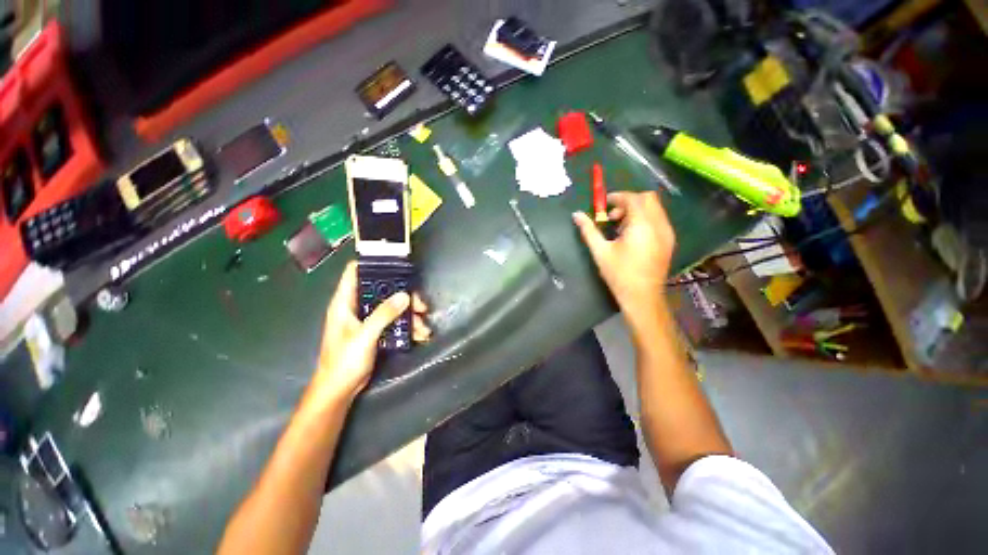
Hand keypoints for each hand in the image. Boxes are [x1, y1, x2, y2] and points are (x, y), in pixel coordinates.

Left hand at [306, 262, 430, 408]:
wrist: (340, 390)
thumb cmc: (344, 362)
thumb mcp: (364, 336)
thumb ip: (384, 314)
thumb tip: (405, 295)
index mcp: (345, 302)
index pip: (355, 272)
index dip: (373, 263)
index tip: (396, 263)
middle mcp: (356, 306)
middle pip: (382, 290)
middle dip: (403, 295)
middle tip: (419, 303)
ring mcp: (367, 319)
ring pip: (392, 306)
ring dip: (409, 314)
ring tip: (422, 325)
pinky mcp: (376, 331)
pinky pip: (394, 321)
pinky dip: (407, 325)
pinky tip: (418, 334)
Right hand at [573, 191, 675, 316]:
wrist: (642, 297)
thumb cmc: (619, 274)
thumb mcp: (600, 251)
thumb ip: (589, 230)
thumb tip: (576, 215)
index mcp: (642, 225)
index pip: (633, 198)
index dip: (617, 197)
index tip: (604, 204)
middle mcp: (659, 224)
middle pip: (648, 199)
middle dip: (628, 202)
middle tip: (613, 217)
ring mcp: (667, 233)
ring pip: (655, 209)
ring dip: (637, 211)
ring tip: (621, 228)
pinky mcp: (669, 241)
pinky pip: (658, 220)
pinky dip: (645, 220)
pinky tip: (633, 237)